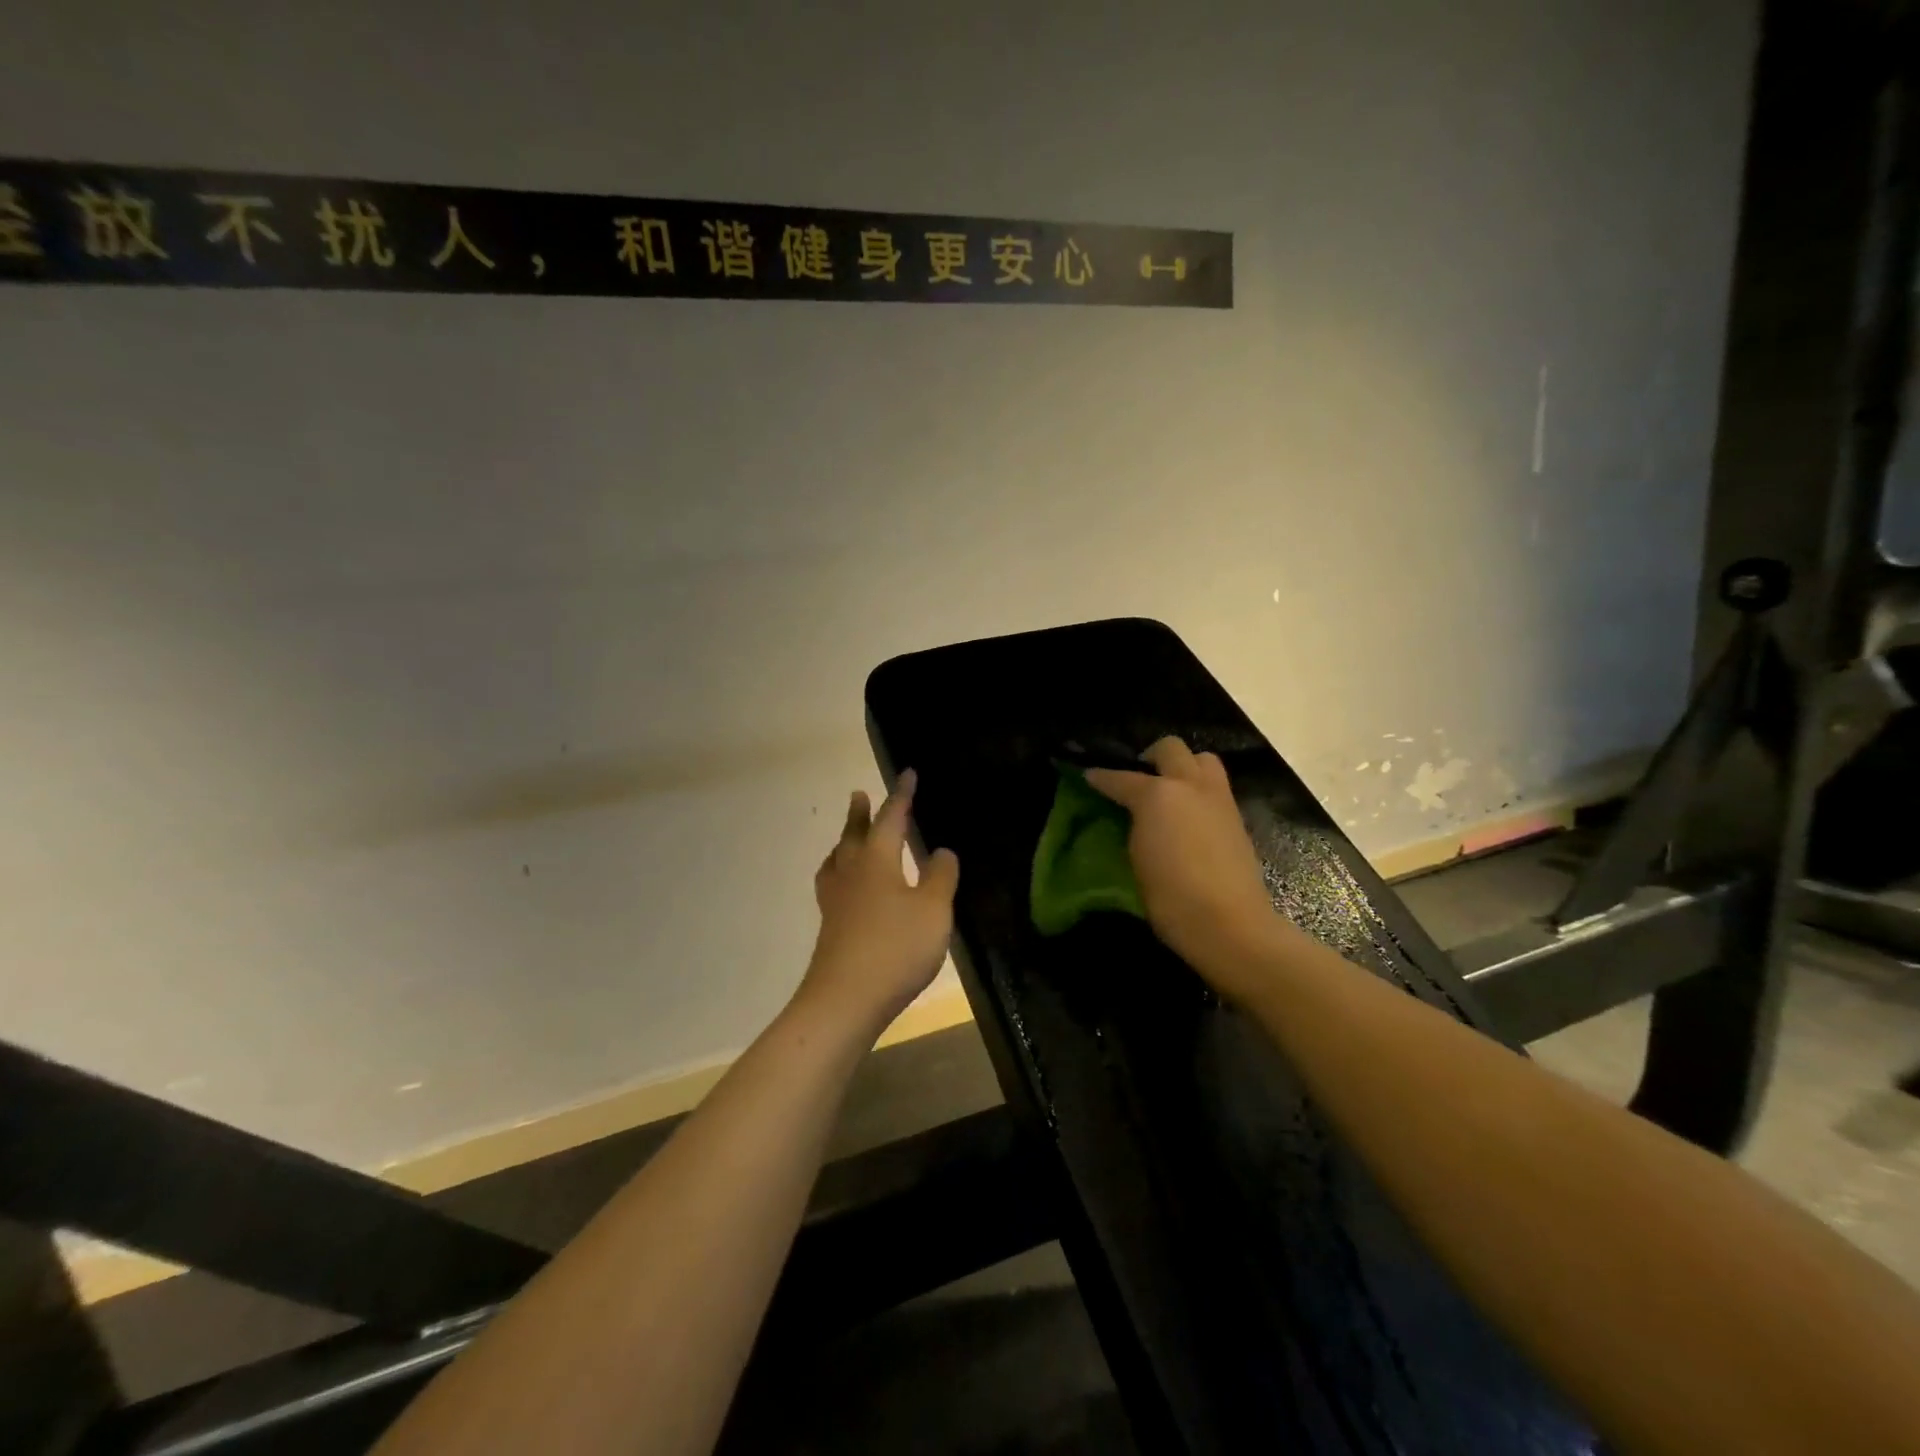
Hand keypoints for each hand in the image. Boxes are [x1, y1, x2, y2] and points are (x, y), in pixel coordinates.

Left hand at [800, 769, 959, 1035]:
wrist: (845, 999)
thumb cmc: (895, 947)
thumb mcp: (933, 910)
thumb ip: (940, 877)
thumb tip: (941, 851)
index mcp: (876, 860)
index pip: (891, 819)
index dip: (902, 796)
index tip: (908, 774)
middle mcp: (851, 873)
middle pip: (854, 835)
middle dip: (860, 814)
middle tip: (859, 795)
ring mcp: (836, 901)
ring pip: (838, 859)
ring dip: (844, 842)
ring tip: (846, 839)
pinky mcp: (830, 926)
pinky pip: (833, 885)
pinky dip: (840, 873)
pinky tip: (846, 890)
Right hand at [1085, 737, 1281, 995]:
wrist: (1229, 924)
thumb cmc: (1171, 896)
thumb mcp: (1137, 857)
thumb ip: (1134, 824)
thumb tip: (1132, 814)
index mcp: (1159, 794)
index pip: (1121, 777)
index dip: (1101, 777)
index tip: (1089, 776)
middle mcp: (1190, 786)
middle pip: (1170, 748)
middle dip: (1149, 756)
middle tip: (1138, 777)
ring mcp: (1219, 799)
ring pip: (1202, 759)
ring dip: (1183, 766)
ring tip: (1169, 791)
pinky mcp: (1237, 817)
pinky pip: (1215, 786)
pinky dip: (1199, 790)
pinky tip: (1189, 814)